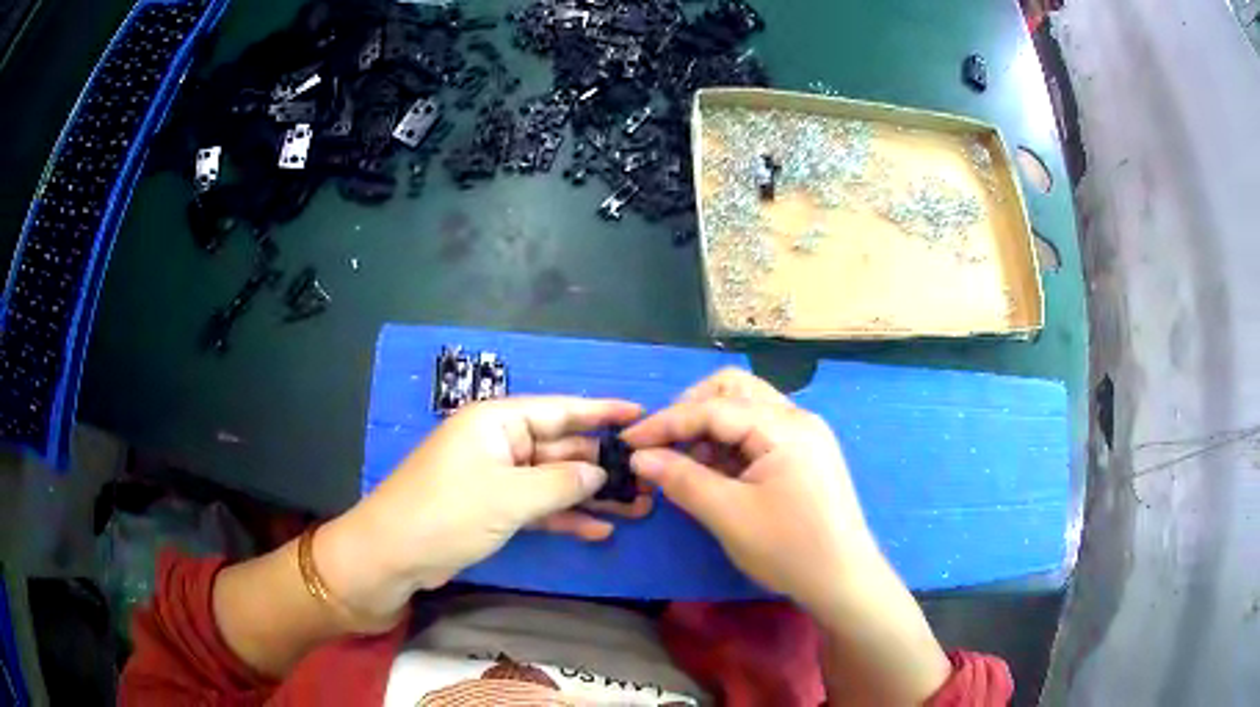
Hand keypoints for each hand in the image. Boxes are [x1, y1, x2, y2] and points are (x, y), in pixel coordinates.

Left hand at [316, 396, 648, 627]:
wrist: (391, 556)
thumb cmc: (447, 513)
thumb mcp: (508, 497)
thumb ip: (561, 483)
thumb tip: (600, 472)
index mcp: (497, 421)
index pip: (560, 409)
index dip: (602, 411)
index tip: (643, 413)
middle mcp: (499, 443)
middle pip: (561, 447)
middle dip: (603, 463)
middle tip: (651, 476)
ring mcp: (496, 478)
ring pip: (554, 481)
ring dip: (591, 495)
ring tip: (639, 506)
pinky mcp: (493, 510)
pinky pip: (539, 507)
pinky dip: (565, 518)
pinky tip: (600, 530)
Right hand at [624, 369, 949, 703]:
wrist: (844, 580)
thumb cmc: (789, 549)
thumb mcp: (729, 516)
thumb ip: (682, 479)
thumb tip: (639, 457)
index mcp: (784, 427)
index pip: (714, 408)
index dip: (666, 423)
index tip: (629, 441)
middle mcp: (797, 419)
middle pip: (734, 390)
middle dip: (691, 412)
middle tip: (664, 446)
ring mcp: (804, 436)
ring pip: (746, 409)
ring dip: (709, 428)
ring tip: (686, 465)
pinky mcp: (805, 455)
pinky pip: (759, 433)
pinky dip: (730, 444)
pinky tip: (714, 473)